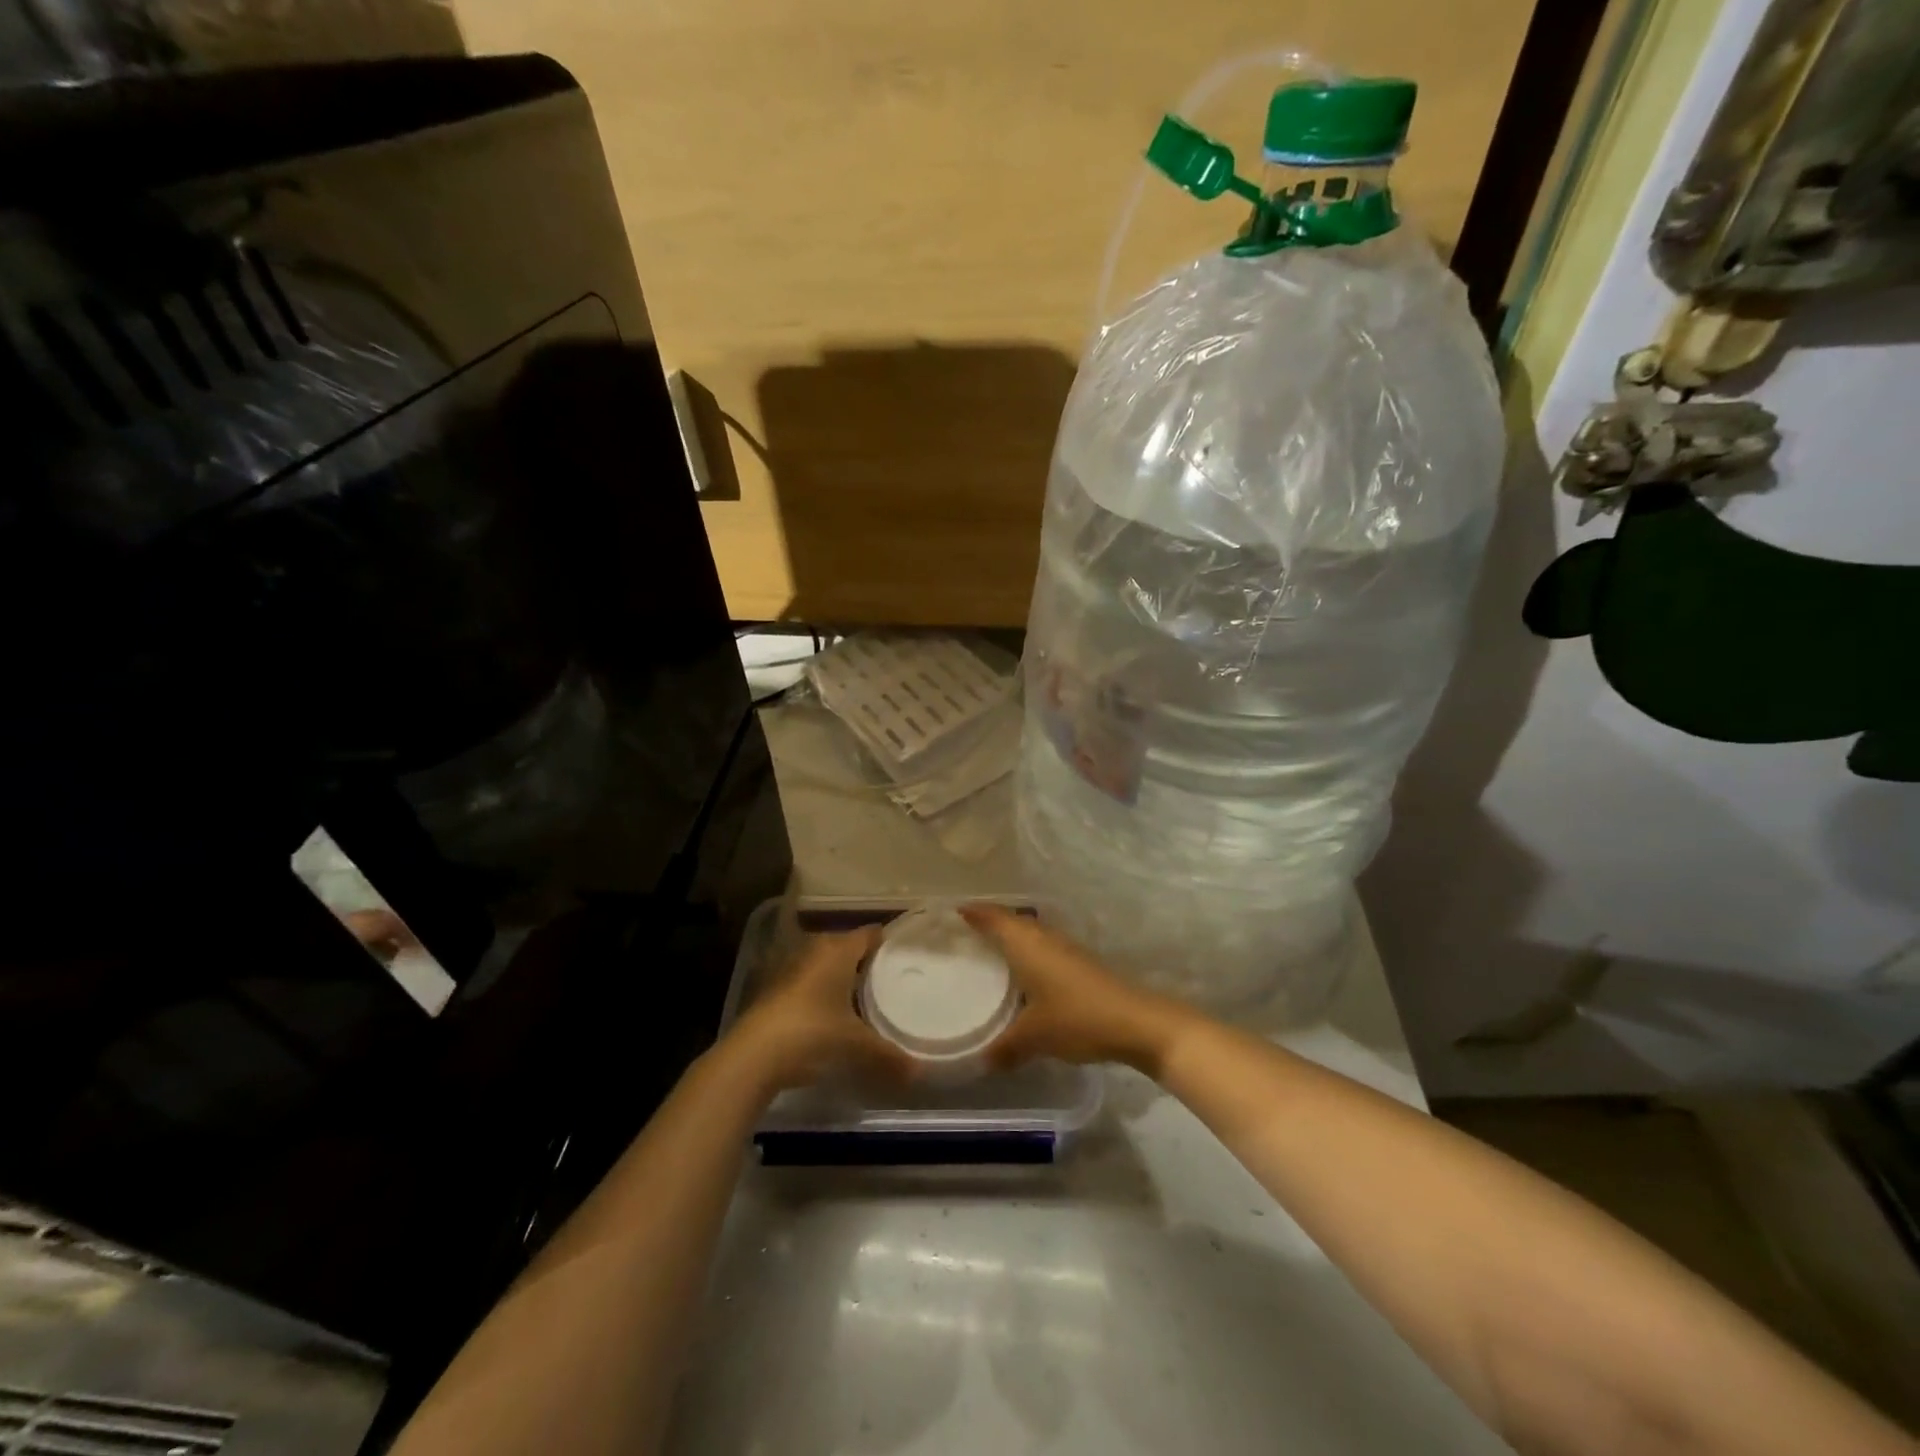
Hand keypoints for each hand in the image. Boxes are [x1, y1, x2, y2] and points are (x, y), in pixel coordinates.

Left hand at [727, 927, 914, 1092]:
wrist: (753, 1055)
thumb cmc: (812, 1032)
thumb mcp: (855, 1045)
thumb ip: (888, 1055)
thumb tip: (920, 1072)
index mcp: (838, 949)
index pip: (869, 933)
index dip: (888, 942)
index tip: (905, 956)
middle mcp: (814, 949)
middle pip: (846, 946)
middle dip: (865, 962)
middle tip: (889, 980)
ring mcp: (789, 967)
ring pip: (824, 964)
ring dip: (840, 977)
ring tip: (864, 998)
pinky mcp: (772, 988)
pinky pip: (807, 981)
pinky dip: (820, 992)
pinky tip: (831, 1014)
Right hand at [959, 904, 1198, 1074]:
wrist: (1136, 1021)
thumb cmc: (1077, 1018)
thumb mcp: (1034, 1037)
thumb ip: (1004, 1048)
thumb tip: (980, 1062)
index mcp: (1027, 945)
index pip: (994, 918)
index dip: (974, 913)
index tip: (952, 912)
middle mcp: (1044, 938)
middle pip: (1012, 920)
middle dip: (989, 921)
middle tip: (964, 932)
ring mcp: (1065, 949)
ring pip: (1030, 933)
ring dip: (1010, 935)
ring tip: (988, 950)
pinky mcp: (1079, 963)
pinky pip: (1043, 947)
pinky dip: (1026, 951)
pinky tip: (1023, 973)